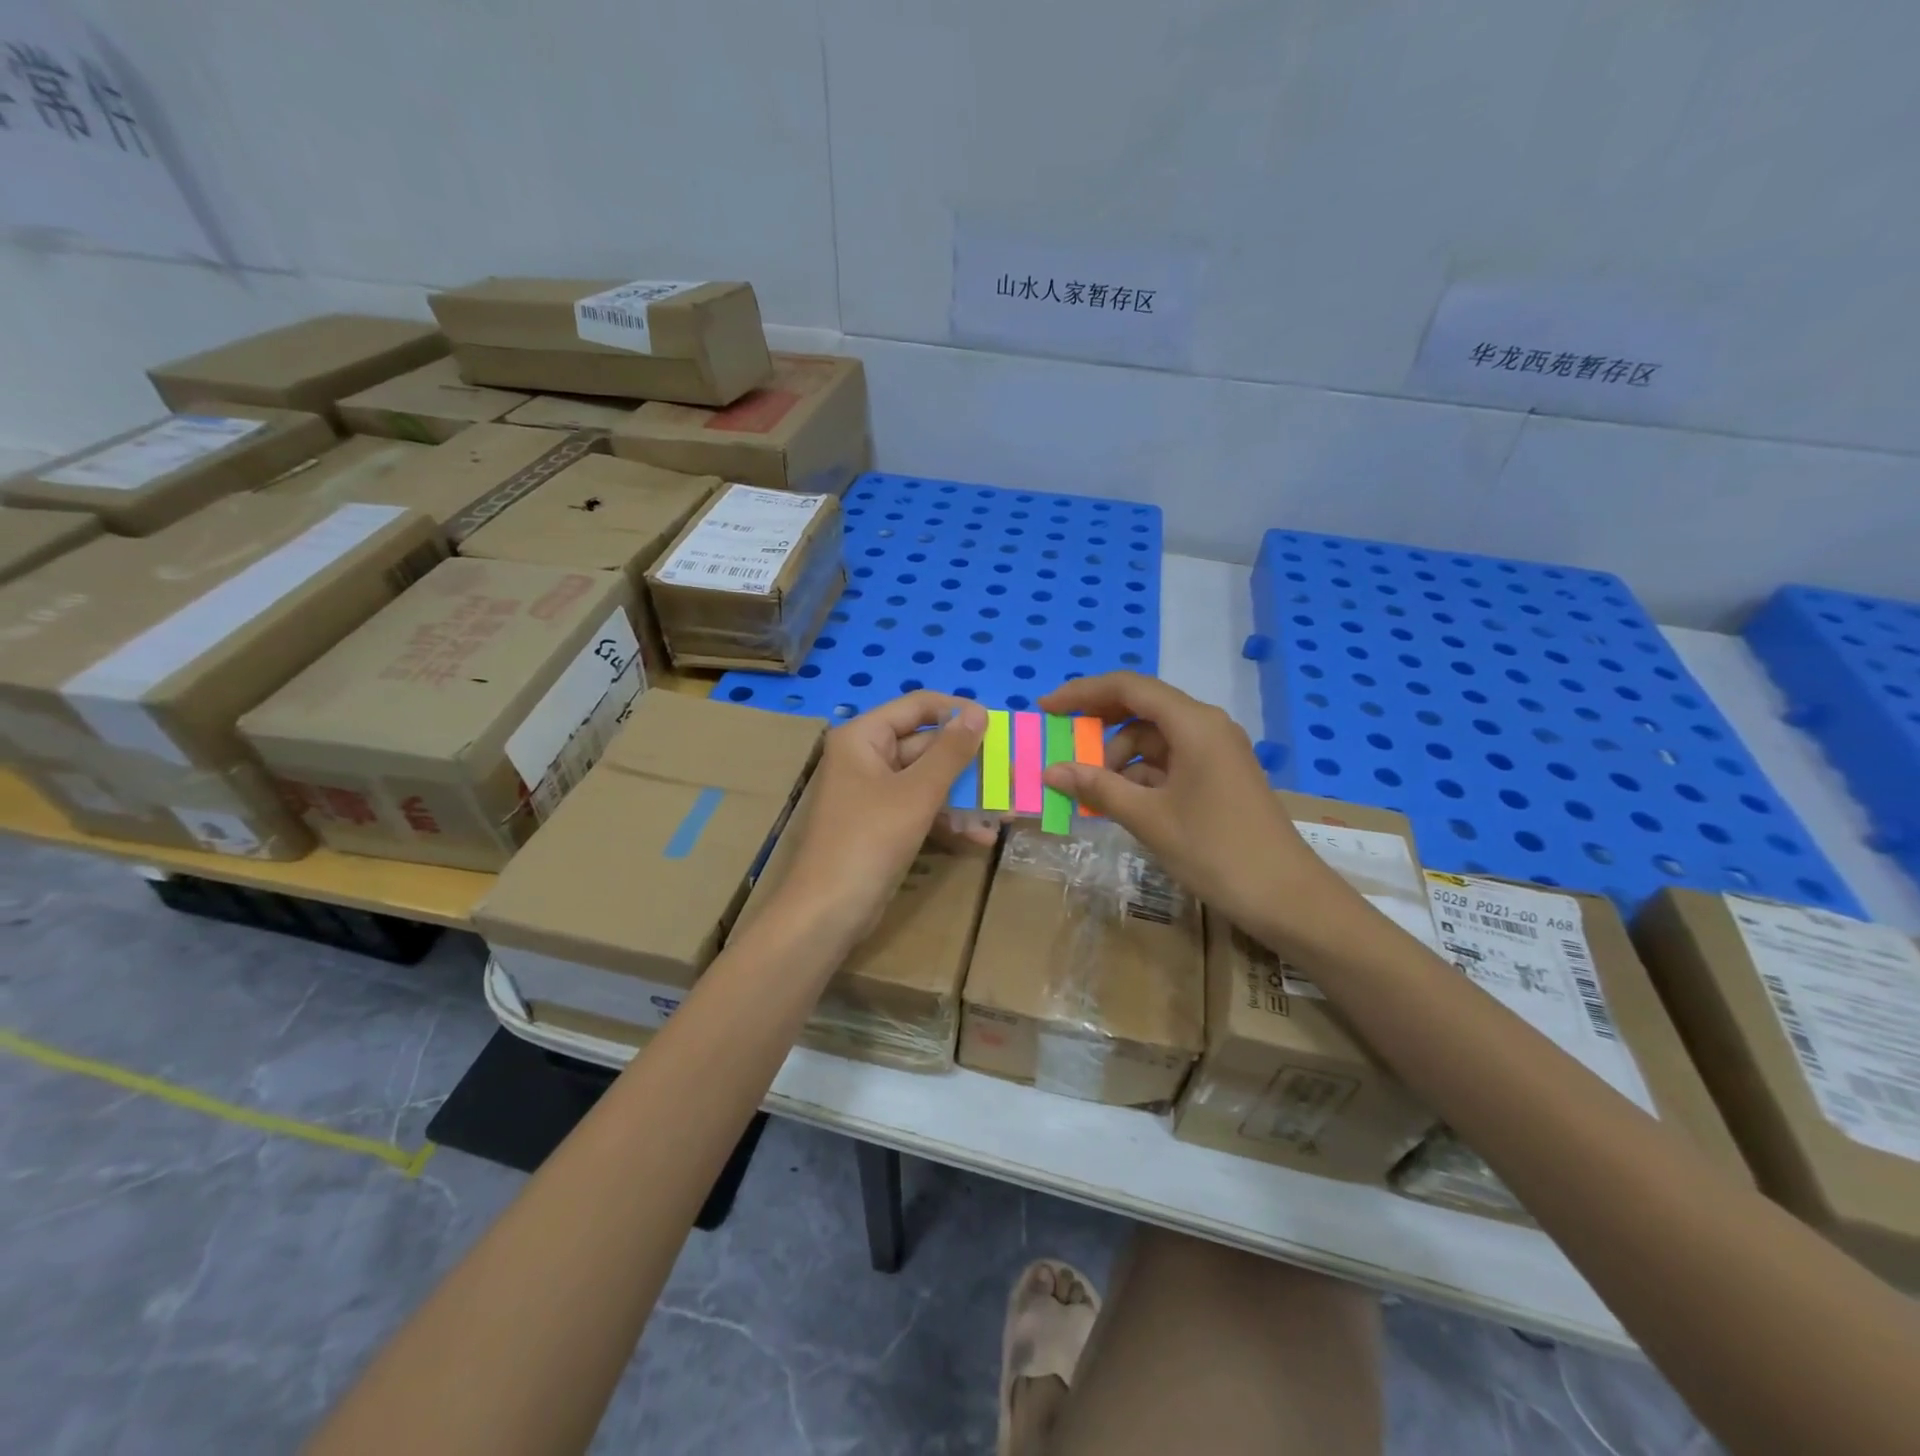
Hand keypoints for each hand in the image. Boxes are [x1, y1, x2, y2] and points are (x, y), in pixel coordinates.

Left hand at [775, 692, 987, 944]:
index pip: (918, 706)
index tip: (998, 727)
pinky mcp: (882, 824)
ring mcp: (874, 793)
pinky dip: (949, 819)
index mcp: (864, 737)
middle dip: (969, 764)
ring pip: (928, 781)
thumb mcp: (917, 793)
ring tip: (1007, 811)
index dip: (958, 712)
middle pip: (926, 745)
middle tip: (1012, 774)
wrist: (828, 913)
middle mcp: (866, 757)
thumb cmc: (869, 840)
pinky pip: (921, 809)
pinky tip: (981, 837)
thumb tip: (979, 712)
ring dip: (966, 796)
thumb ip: (950, 752)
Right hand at [1038, 672, 1350, 947]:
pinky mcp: (1218, 777)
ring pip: (1153, 739)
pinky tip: (1118, 802)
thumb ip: (1098, 788)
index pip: (1128, 688)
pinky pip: (1168, 763)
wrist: (1287, 898)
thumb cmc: (1216, 850)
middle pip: (1141, 708)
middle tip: (1061, 745)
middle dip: (1098, 725)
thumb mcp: (1149, 819)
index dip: (1082, 693)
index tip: (1046, 708)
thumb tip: (1051, 771)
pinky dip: (1139, 776)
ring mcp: (1215, 753)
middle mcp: (1206, 727)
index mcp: (1193, 724)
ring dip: (1117, 758)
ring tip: (1090, 792)